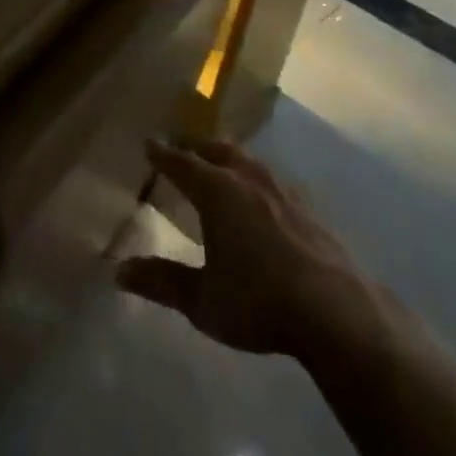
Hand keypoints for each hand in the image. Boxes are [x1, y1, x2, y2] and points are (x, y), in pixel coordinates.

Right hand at [119, 139, 387, 359]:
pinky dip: (257, 179)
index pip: (182, 163)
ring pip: (249, 161)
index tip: (149, 143)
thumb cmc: (259, 301)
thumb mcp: (202, 300)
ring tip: (220, 163)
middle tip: (182, 146)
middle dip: (196, 146)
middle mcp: (248, 180)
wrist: (337, 312)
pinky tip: (263, 196)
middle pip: (218, 150)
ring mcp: (283, 191)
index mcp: (217, 191)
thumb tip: (118, 271)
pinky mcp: (310, 210)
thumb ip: (162, 282)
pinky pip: (274, 181)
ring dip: (229, 157)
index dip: (163, 154)